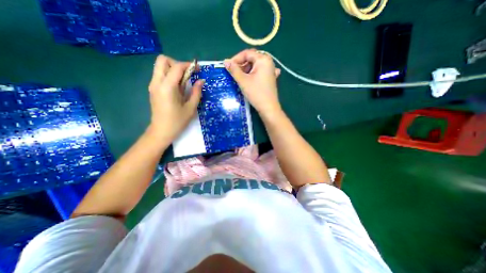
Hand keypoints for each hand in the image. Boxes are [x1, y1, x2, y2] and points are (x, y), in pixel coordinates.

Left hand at [146, 54, 203, 141]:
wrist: (161, 131)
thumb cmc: (178, 121)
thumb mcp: (191, 108)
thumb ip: (196, 92)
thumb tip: (201, 81)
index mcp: (167, 87)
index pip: (177, 67)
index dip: (188, 65)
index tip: (198, 69)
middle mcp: (157, 82)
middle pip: (163, 60)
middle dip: (177, 64)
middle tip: (187, 75)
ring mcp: (153, 85)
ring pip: (160, 66)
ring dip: (173, 69)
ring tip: (184, 82)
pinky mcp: (153, 89)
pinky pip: (160, 75)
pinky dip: (170, 75)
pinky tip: (178, 88)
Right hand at [224, 48, 280, 116]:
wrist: (268, 108)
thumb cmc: (256, 93)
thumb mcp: (243, 81)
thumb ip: (234, 70)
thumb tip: (225, 61)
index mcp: (263, 59)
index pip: (247, 53)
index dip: (236, 59)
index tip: (228, 67)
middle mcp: (269, 62)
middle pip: (252, 59)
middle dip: (241, 65)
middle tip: (234, 73)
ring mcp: (271, 70)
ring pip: (256, 66)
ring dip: (247, 70)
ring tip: (241, 78)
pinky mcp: (271, 78)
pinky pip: (260, 72)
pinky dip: (254, 74)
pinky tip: (252, 79)